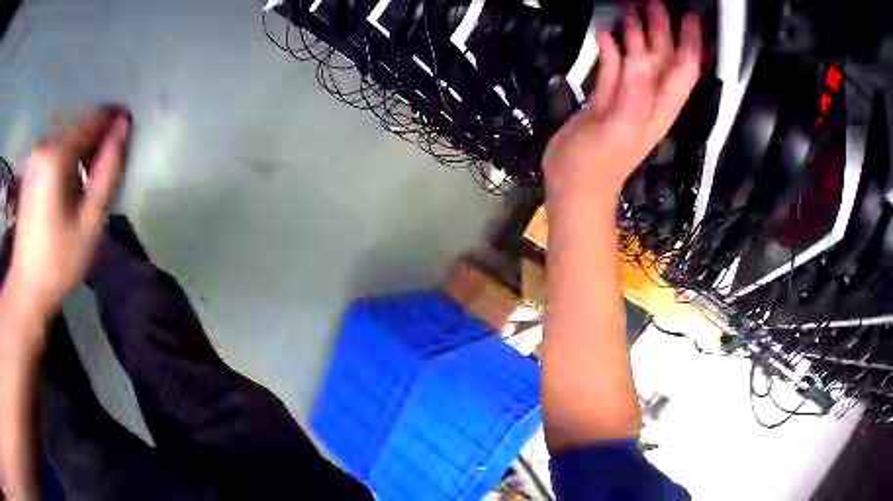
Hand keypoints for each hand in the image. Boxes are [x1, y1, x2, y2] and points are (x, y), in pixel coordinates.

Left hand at [5, 107, 130, 322]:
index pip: (92, 118)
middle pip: (78, 124)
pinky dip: (69, 155)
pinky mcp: (31, 170)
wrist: (26, 289)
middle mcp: (44, 145)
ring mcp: (35, 157)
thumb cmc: (58, 262)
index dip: (113, 120)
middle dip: (97, 134)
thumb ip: (107, 171)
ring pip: (66, 135)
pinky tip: (73, 180)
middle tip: (110, 160)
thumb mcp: (89, 222)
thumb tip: (123, 128)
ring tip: (92, 173)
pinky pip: (55, 148)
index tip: (128, 130)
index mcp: (56, 154)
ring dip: (82, 146)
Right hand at [543, 1, 700, 200]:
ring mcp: (627, 99)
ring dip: (637, 35)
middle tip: (653, 4)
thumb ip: (633, 94)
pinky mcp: (606, 100)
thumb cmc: (596, 165)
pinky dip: (611, 51)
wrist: (573, 185)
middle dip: (662, 30)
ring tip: (628, 11)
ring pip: (639, 60)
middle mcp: (648, 100)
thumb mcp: (618, 129)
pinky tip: (604, 36)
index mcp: (659, 107)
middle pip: (663, 59)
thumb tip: (642, 58)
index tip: (689, 18)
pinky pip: (614, 70)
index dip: (689, 43)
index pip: (684, 69)